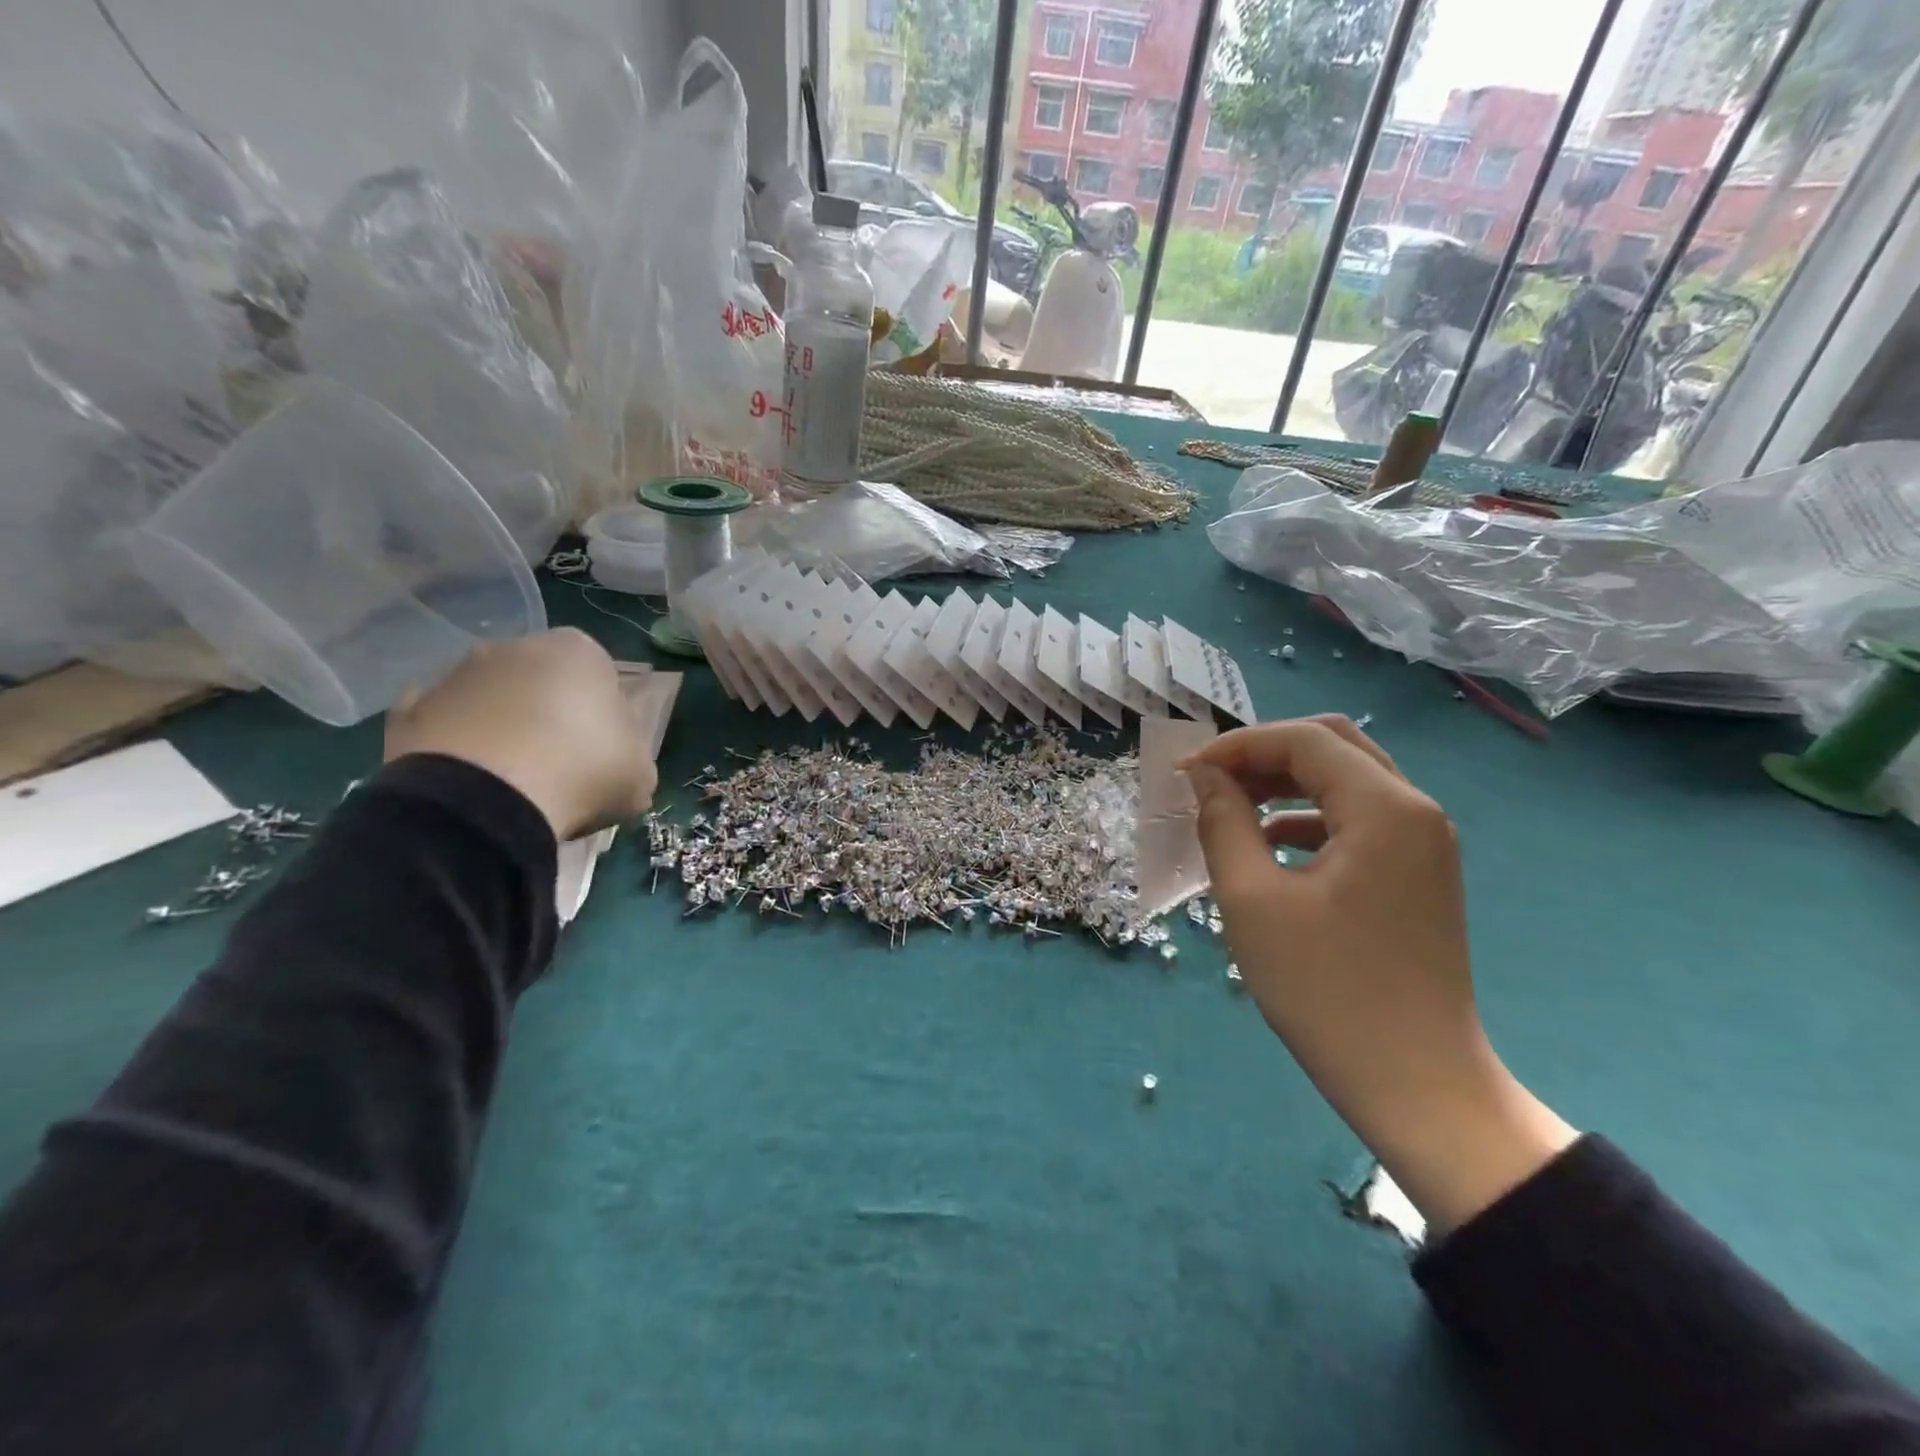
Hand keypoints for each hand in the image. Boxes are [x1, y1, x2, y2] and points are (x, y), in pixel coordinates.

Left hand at [384, 629, 656, 841]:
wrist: (485, 801)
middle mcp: (515, 646)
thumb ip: (631, 750)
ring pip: (491, 700)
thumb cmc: (583, 771)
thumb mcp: (641, 770)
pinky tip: (469, 782)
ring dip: (501, 728)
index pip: (600, 675)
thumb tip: (615, 752)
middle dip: (550, 714)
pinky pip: (444, 726)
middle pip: (542, 681)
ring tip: (512, 782)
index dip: (604, 715)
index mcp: (579, 650)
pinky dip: (454, 746)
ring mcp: (455, 674)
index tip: (605, 750)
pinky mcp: (407, 710)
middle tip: (561, 766)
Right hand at [1182, 716, 1574, 1234]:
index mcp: (1385, 809)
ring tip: (1231, 807)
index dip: (1237, 745)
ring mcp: (1423, 844)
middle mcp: (1415, 811)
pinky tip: (1269, 845)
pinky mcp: (1417, 874)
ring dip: (1285, 783)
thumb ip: (1224, 823)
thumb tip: (1205, 778)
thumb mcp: (1252, 899)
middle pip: (1333, 746)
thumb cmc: (1325, 989)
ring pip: (1347, 780)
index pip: (1304, 740)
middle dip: (1264, 754)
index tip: (1185, 773)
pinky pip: (1358, 820)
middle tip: (1212, 780)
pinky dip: (1308, 817)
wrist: (1415, 1084)